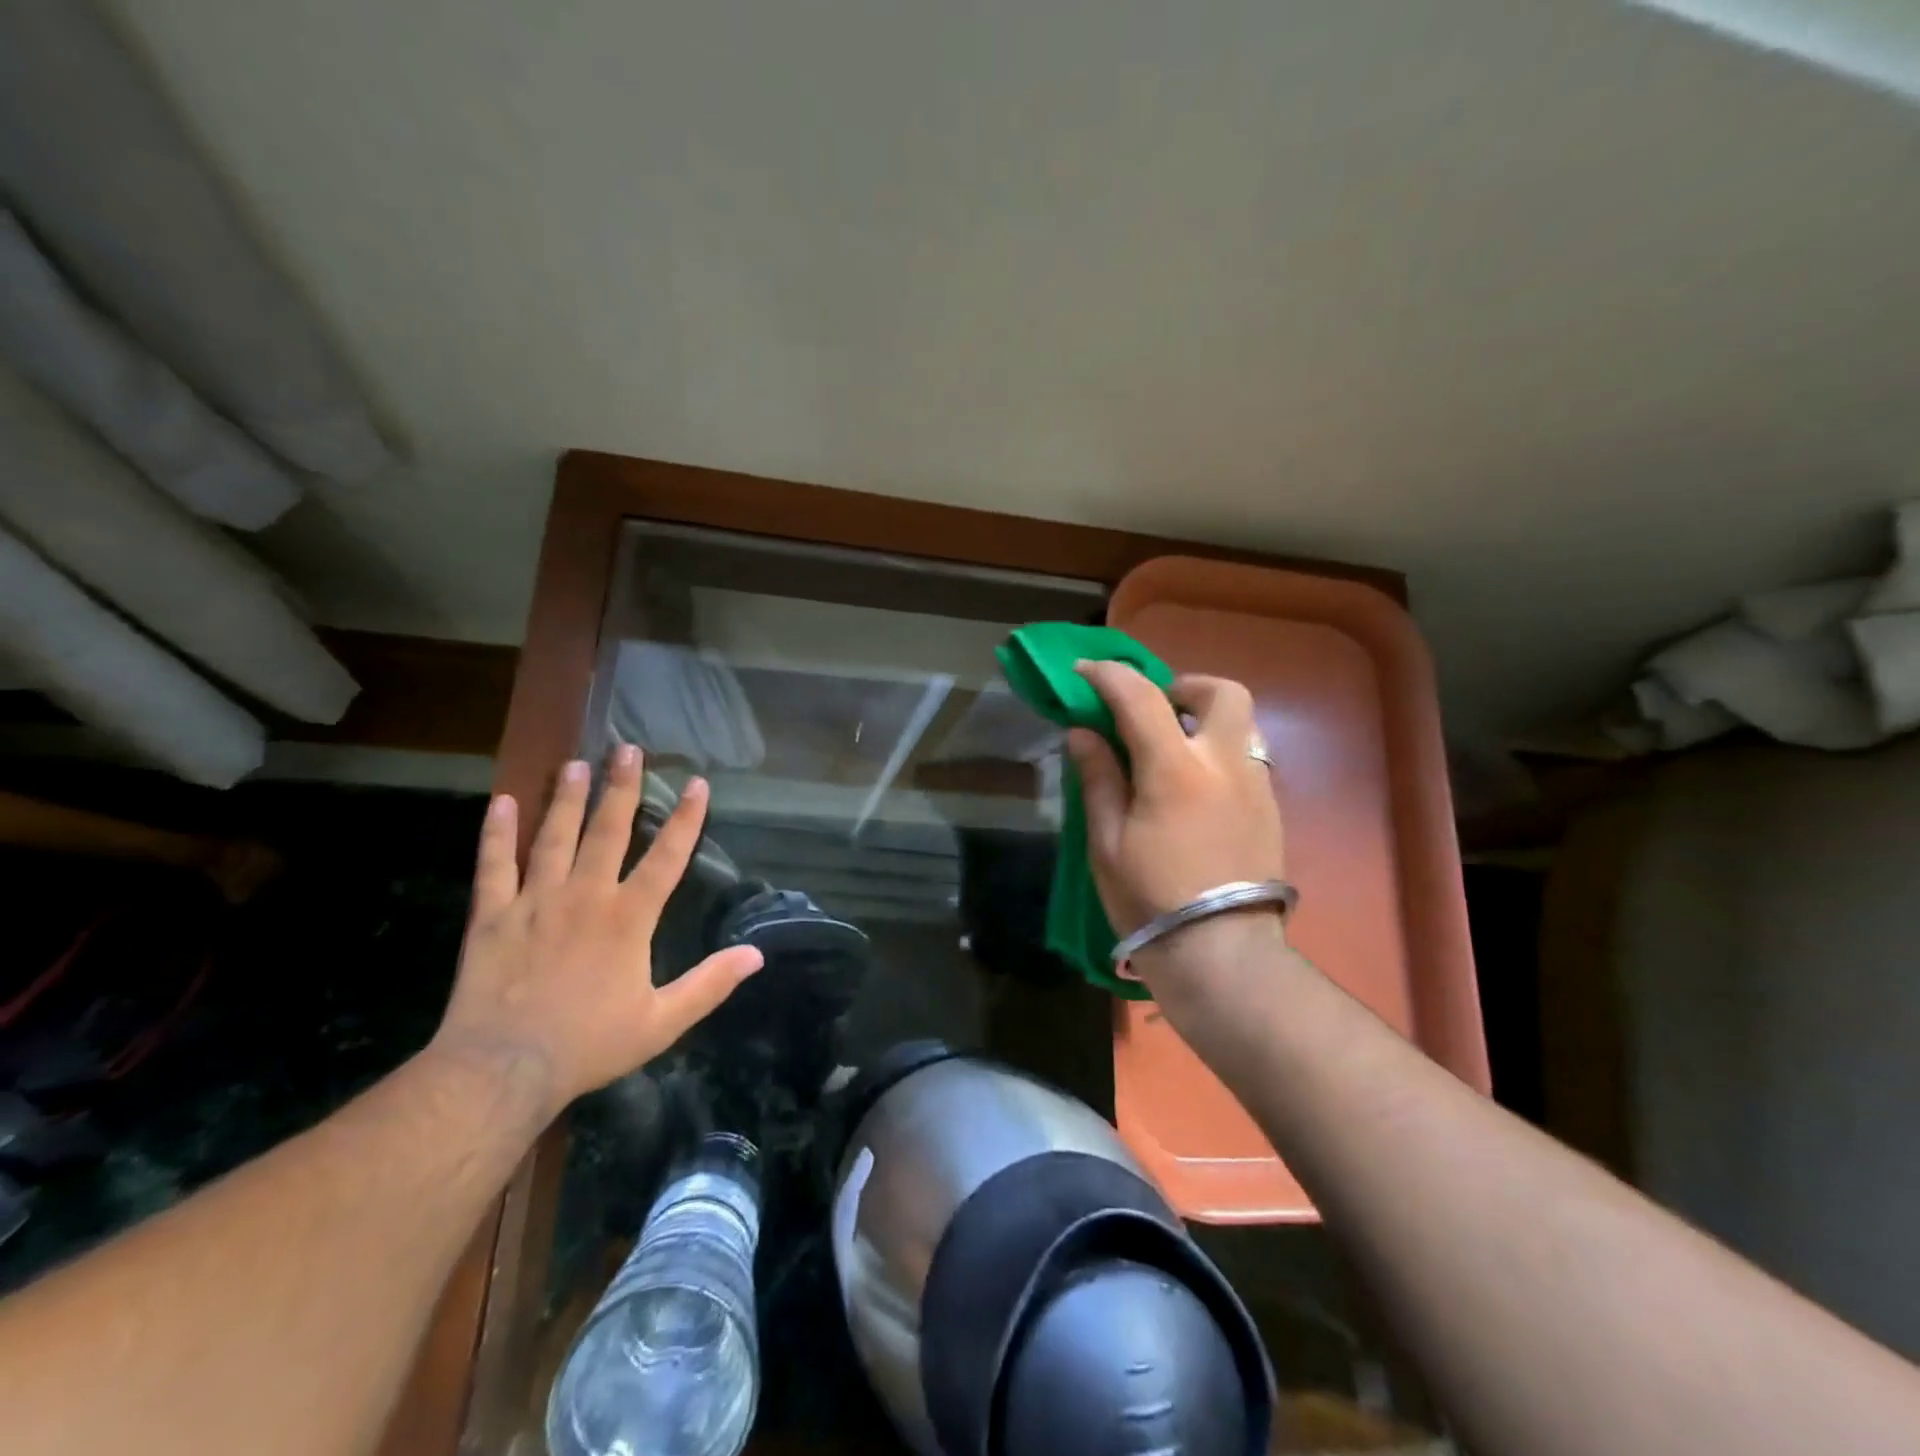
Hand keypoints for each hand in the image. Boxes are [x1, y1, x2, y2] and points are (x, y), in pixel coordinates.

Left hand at [431, 745, 762, 1115]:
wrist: (503, 1071)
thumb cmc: (589, 1044)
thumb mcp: (662, 1022)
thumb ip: (710, 984)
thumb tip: (756, 955)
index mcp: (629, 918)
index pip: (667, 856)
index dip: (686, 818)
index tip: (697, 782)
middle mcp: (586, 896)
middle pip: (608, 831)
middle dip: (622, 787)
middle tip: (626, 748)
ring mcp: (536, 902)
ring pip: (554, 838)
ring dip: (568, 799)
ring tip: (576, 763)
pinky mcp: (493, 916)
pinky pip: (495, 866)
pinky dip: (497, 834)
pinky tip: (503, 802)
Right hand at [1067, 663, 1287, 976]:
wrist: (1221, 955)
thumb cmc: (1151, 900)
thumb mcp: (1106, 842)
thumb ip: (1098, 778)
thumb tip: (1084, 733)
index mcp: (1176, 769)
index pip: (1140, 697)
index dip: (1108, 676)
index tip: (1084, 673)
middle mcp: (1225, 764)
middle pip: (1222, 692)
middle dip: (1184, 686)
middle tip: (1153, 708)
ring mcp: (1257, 787)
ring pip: (1242, 724)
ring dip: (1205, 719)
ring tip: (1173, 748)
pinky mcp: (1271, 811)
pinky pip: (1248, 759)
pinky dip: (1218, 753)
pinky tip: (1195, 789)